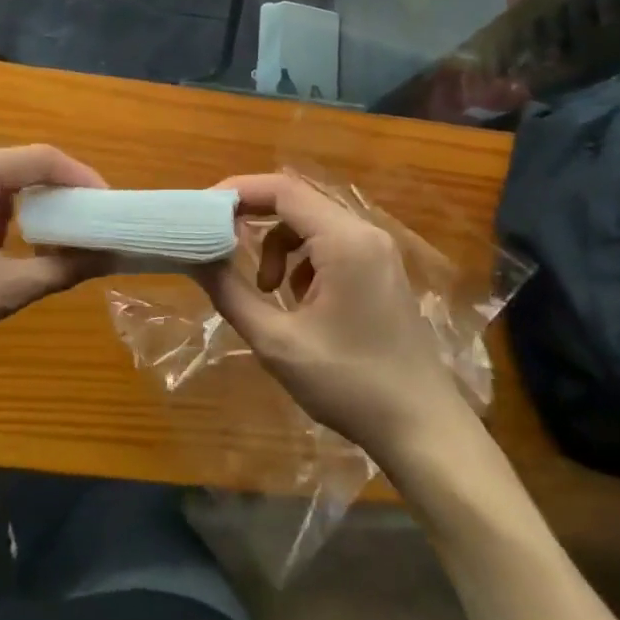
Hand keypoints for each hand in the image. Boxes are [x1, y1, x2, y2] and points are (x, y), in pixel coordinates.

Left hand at [0, 146, 108, 388]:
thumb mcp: (2, 292)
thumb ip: (62, 269)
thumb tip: (112, 257)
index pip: (39, 159)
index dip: (80, 178)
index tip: (109, 205)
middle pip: (16, 165)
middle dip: (54, 193)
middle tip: (86, 222)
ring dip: (24, 205)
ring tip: (49, 240)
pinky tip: (0, 246)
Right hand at [199, 173, 465, 462]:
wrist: (423, 430)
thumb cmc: (349, 384)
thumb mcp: (278, 342)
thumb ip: (231, 293)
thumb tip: (196, 258)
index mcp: (344, 240)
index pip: (282, 189)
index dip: (239, 192)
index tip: (203, 211)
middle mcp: (364, 233)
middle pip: (297, 201)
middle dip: (254, 218)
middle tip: (220, 241)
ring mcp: (377, 251)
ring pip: (313, 223)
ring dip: (278, 245)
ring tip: (266, 291)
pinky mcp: (381, 270)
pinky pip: (331, 243)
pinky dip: (303, 259)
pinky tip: (298, 301)